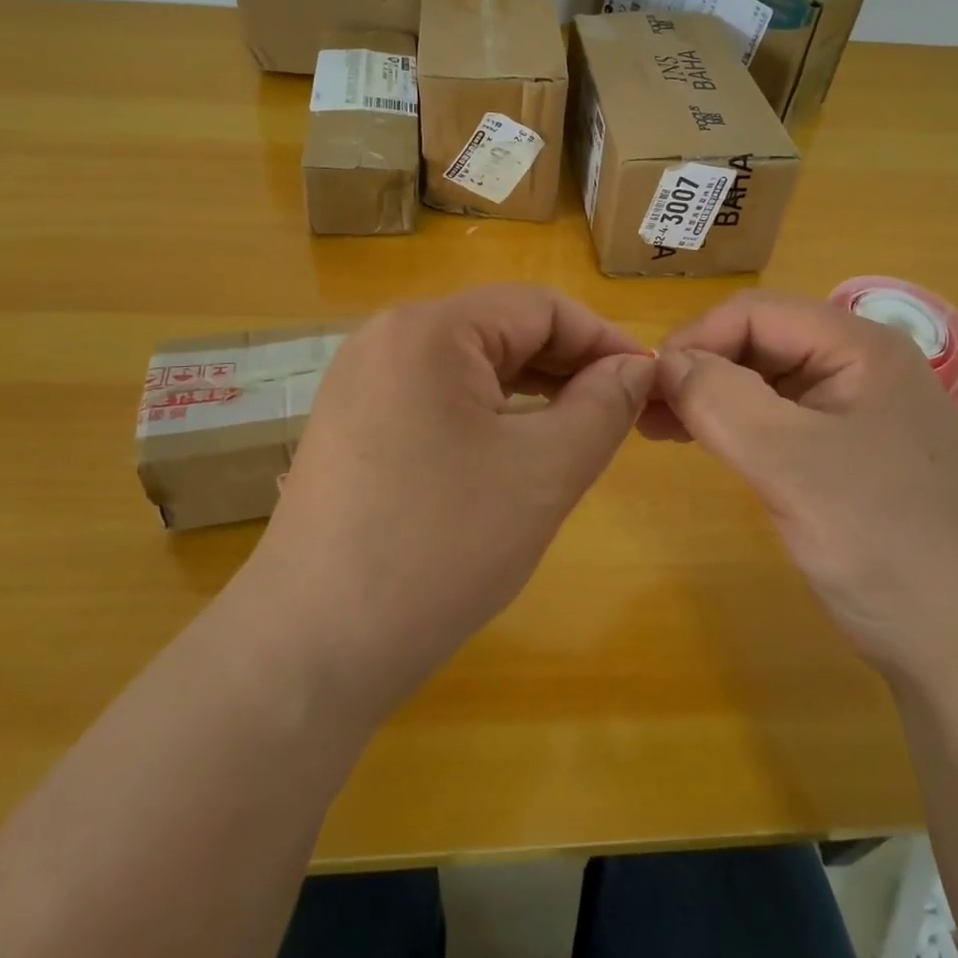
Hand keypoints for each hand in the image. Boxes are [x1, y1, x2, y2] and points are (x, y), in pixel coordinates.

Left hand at [242, 285, 654, 718]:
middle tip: (619, 415)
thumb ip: (604, 406)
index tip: (647, 385)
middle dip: (567, 366)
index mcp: (429, 329)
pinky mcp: (351, 422)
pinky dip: (486, 413)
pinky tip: (513, 451)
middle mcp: (387, 338)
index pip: (539, 307)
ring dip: (531, 390)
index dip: (602, 340)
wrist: (310, 650)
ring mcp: (361, 380)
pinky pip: (436, 396)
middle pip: (501, 329)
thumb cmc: (439, 549)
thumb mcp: (544, 472)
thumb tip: (637, 368)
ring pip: (469, 365)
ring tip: (576, 433)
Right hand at [648, 291, 957, 683]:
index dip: (696, 340)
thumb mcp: (790, 464)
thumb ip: (721, 399)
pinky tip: (702, 441)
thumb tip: (664, 363)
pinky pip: (779, 416)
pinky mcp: (848, 447)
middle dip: (700, 369)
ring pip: (765, 379)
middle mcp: (861, 364)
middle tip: (646, 411)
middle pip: (760, 341)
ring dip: (711, 396)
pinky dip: (735, 423)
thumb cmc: (880, 542)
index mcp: (860, 347)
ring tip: (660, 427)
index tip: (648, 386)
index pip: (756, 313)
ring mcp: (857, 407)